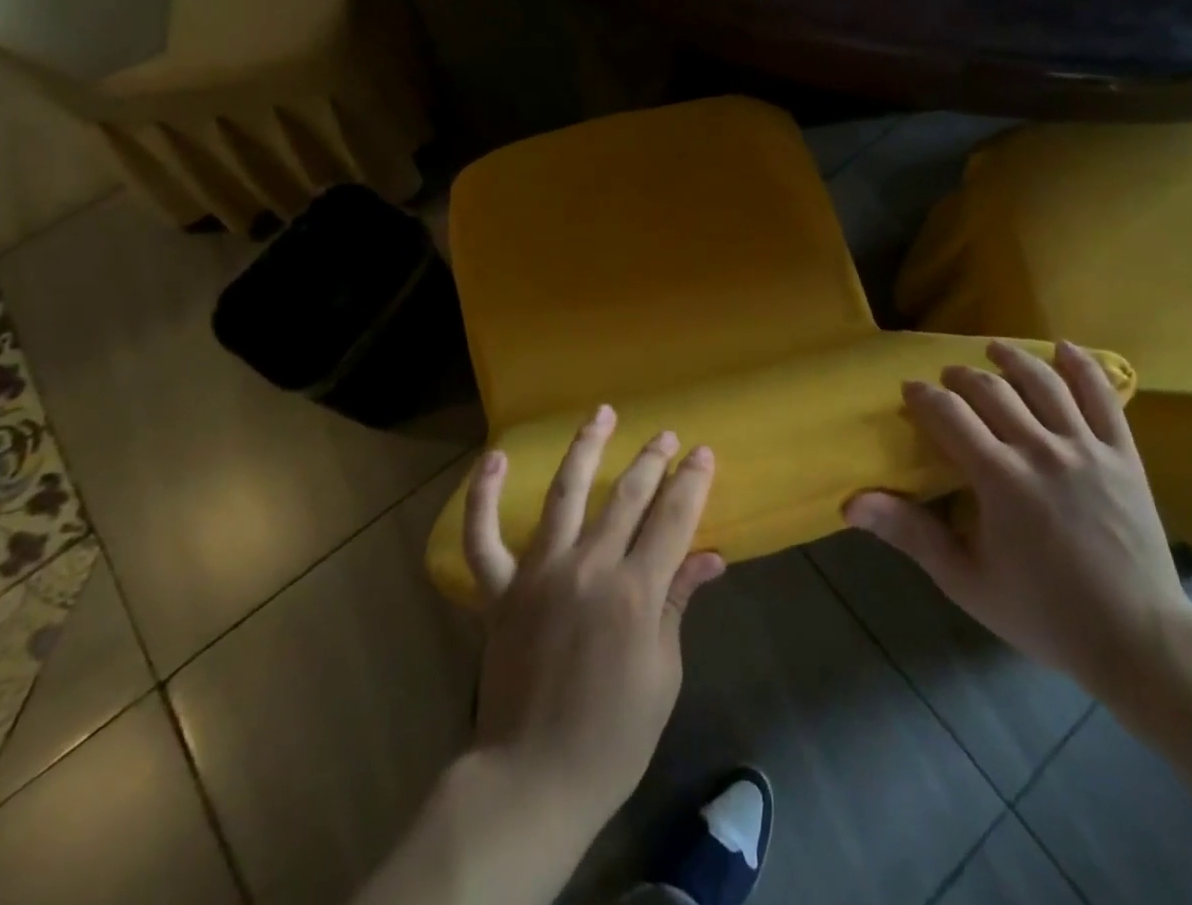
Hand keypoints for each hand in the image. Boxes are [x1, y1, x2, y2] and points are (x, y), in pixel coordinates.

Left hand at [462, 405, 726, 837]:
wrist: (533, 777)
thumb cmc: (612, 736)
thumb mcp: (662, 674)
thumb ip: (677, 604)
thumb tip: (708, 557)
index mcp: (635, 592)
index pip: (672, 519)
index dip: (691, 482)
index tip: (703, 453)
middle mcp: (589, 568)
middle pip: (627, 497)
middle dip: (651, 461)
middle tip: (665, 435)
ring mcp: (539, 572)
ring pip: (564, 495)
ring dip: (585, 449)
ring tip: (601, 413)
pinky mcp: (501, 589)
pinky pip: (483, 537)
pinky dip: (482, 496)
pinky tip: (492, 458)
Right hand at [844, 340, 1191, 699]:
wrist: (1137, 641)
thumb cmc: (1042, 611)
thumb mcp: (964, 579)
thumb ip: (909, 533)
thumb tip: (851, 503)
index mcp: (999, 478)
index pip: (948, 414)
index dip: (923, 396)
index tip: (910, 391)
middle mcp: (1040, 450)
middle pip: (991, 390)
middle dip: (960, 377)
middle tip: (946, 381)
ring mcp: (1086, 449)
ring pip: (1043, 383)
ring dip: (1012, 359)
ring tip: (994, 350)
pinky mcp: (1123, 455)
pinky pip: (1103, 398)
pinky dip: (1082, 367)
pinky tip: (1063, 349)